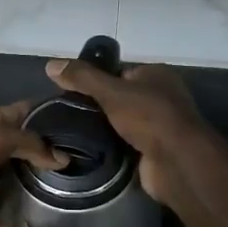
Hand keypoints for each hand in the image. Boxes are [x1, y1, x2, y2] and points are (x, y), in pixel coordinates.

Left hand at [0, 102, 63, 226]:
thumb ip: (27, 142)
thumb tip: (60, 158)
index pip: (9, 114)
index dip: (36, 114)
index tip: (68, 120)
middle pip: (9, 150)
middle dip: (36, 153)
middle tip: (73, 158)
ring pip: (3, 186)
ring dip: (25, 190)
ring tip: (60, 193)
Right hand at [44, 58, 205, 202]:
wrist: (176, 161)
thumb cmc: (148, 117)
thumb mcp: (111, 91)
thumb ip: (82, 78)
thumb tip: (51, 64)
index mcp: (156, 75)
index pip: (120, 72)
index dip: (96, 80)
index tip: (71, 91)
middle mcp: (162, 96)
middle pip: (121, 97)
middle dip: (98, 105)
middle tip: (69, 112)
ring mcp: (160, 124)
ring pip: (123, 121)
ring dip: (105, 127)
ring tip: (74, 130)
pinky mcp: (154, 149)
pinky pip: (127, 142)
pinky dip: (113, 145)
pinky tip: (91, 148)